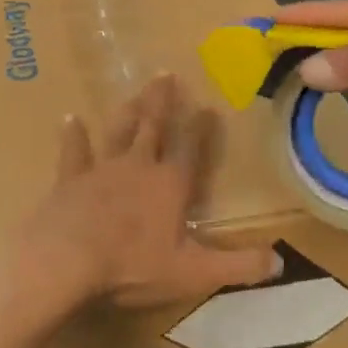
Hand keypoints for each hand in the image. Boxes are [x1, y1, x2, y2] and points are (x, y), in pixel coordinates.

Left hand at [12, 74, 280, 315]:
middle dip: (162, 102)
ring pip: (118, 132)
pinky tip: (70, 119)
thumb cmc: (133, 266)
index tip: (207, 106)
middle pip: (152, 127)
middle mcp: (138, 167)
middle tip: (165, 74)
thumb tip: (280, 262)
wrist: (67, 261)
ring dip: (128, 112)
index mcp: (170, 186)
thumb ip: (237, 266)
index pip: (190, 149)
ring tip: (134, 93)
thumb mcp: (194, 273)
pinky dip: (73, 135)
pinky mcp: (70, 180)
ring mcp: (102, 169)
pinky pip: (74, 152)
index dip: (200, 129)